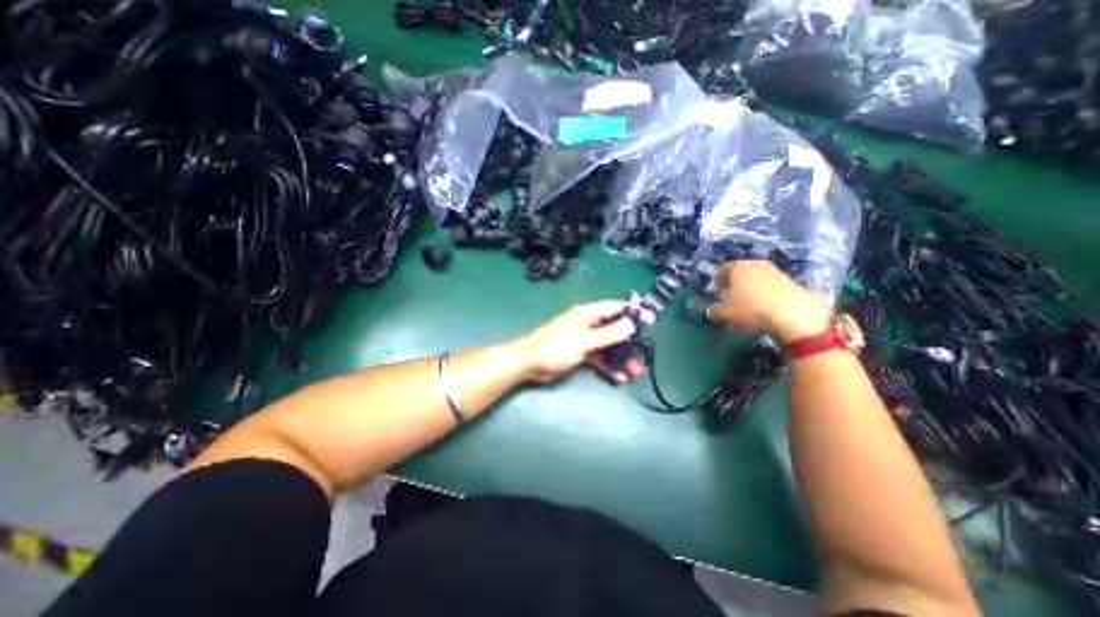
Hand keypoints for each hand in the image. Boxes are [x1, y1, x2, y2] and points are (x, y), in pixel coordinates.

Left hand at [515, 298, 645, 381]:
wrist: (530, 363)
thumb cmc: (556, 347)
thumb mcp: (584, 340)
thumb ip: (608, 334)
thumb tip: (630, 323)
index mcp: (587, 314)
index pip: (614, 308)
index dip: (632, 313)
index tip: (650, 321)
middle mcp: (588, 324)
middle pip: (614, 330)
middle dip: (629, 343)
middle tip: (643, 355)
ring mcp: (584, 339)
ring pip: (608, 346)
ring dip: (621, 358)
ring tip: (635, 372)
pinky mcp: (580, 353)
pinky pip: (599, 358)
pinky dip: (608, 366)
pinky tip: (619, 377)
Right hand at [709, 259, 830, 345]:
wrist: (793, 315)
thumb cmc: (751, 309)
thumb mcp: (725, 313)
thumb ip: (714, 310)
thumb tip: (712, 310)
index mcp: (738, 267)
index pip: (722, 270)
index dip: (716, 281)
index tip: (713, 292)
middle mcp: (757, 264)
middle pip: (741, 272)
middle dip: (733, 283)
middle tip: (728, 296)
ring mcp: (776, 272)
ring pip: (756, 278)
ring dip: (750, 288)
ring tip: (746, 303)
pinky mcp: (792, 282)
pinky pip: (771, 287)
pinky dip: (765, 294)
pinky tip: (764, 307)